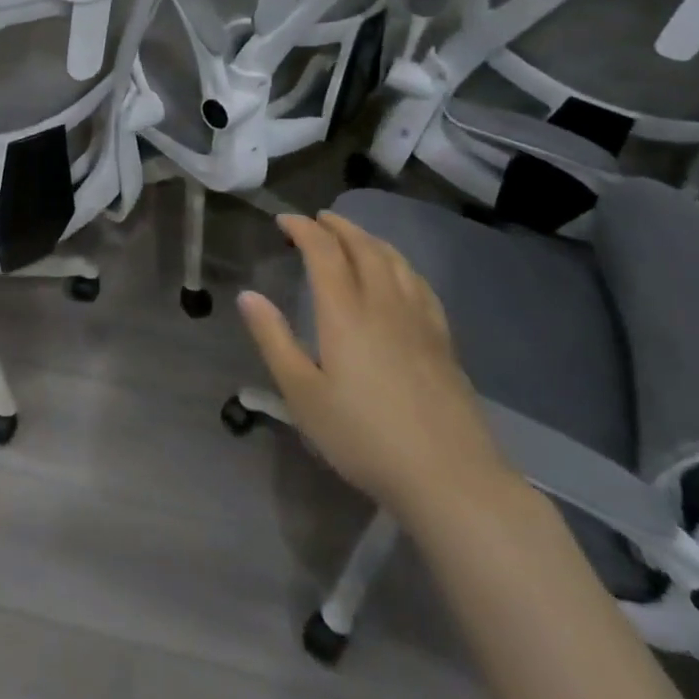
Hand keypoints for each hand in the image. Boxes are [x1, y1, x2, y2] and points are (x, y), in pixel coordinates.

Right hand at [237, 212, 514, 522]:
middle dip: (338, 226)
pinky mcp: (443, 342)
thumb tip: (248, 295)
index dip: (303, 229)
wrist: (450, 479)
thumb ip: (274, 340)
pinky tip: (400, 275)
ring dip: (370, 239)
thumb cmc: (364, 437)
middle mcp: (384, 304)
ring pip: (395, 262)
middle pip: (363, 248)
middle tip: (318, 219)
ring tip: (355, 236)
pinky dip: (401, 265)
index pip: (324, 252)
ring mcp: (419, 321)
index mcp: (345, 313)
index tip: (284, 220)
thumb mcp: (303, 394)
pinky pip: (420, 284)